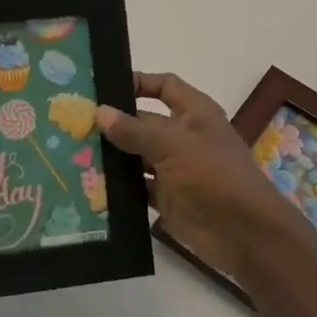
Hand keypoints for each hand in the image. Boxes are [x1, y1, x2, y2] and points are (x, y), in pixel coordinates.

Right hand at [95, 72, 316, 290]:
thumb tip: (100, 112)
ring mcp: (175, 168)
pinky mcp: (167, 198)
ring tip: (72, 152)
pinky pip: (138, 187)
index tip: (103, 87)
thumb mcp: (172, 145)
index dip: (139, 82)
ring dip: (112, 156)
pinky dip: (119, 186)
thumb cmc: (213, 175)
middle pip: (144, 122)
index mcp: (194, 113)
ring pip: (137, 156)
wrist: (244, 234)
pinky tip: (89, 184)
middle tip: (73, 123)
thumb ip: (135, 130)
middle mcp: (183, 136)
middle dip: (114, 123)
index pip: (164, 86)